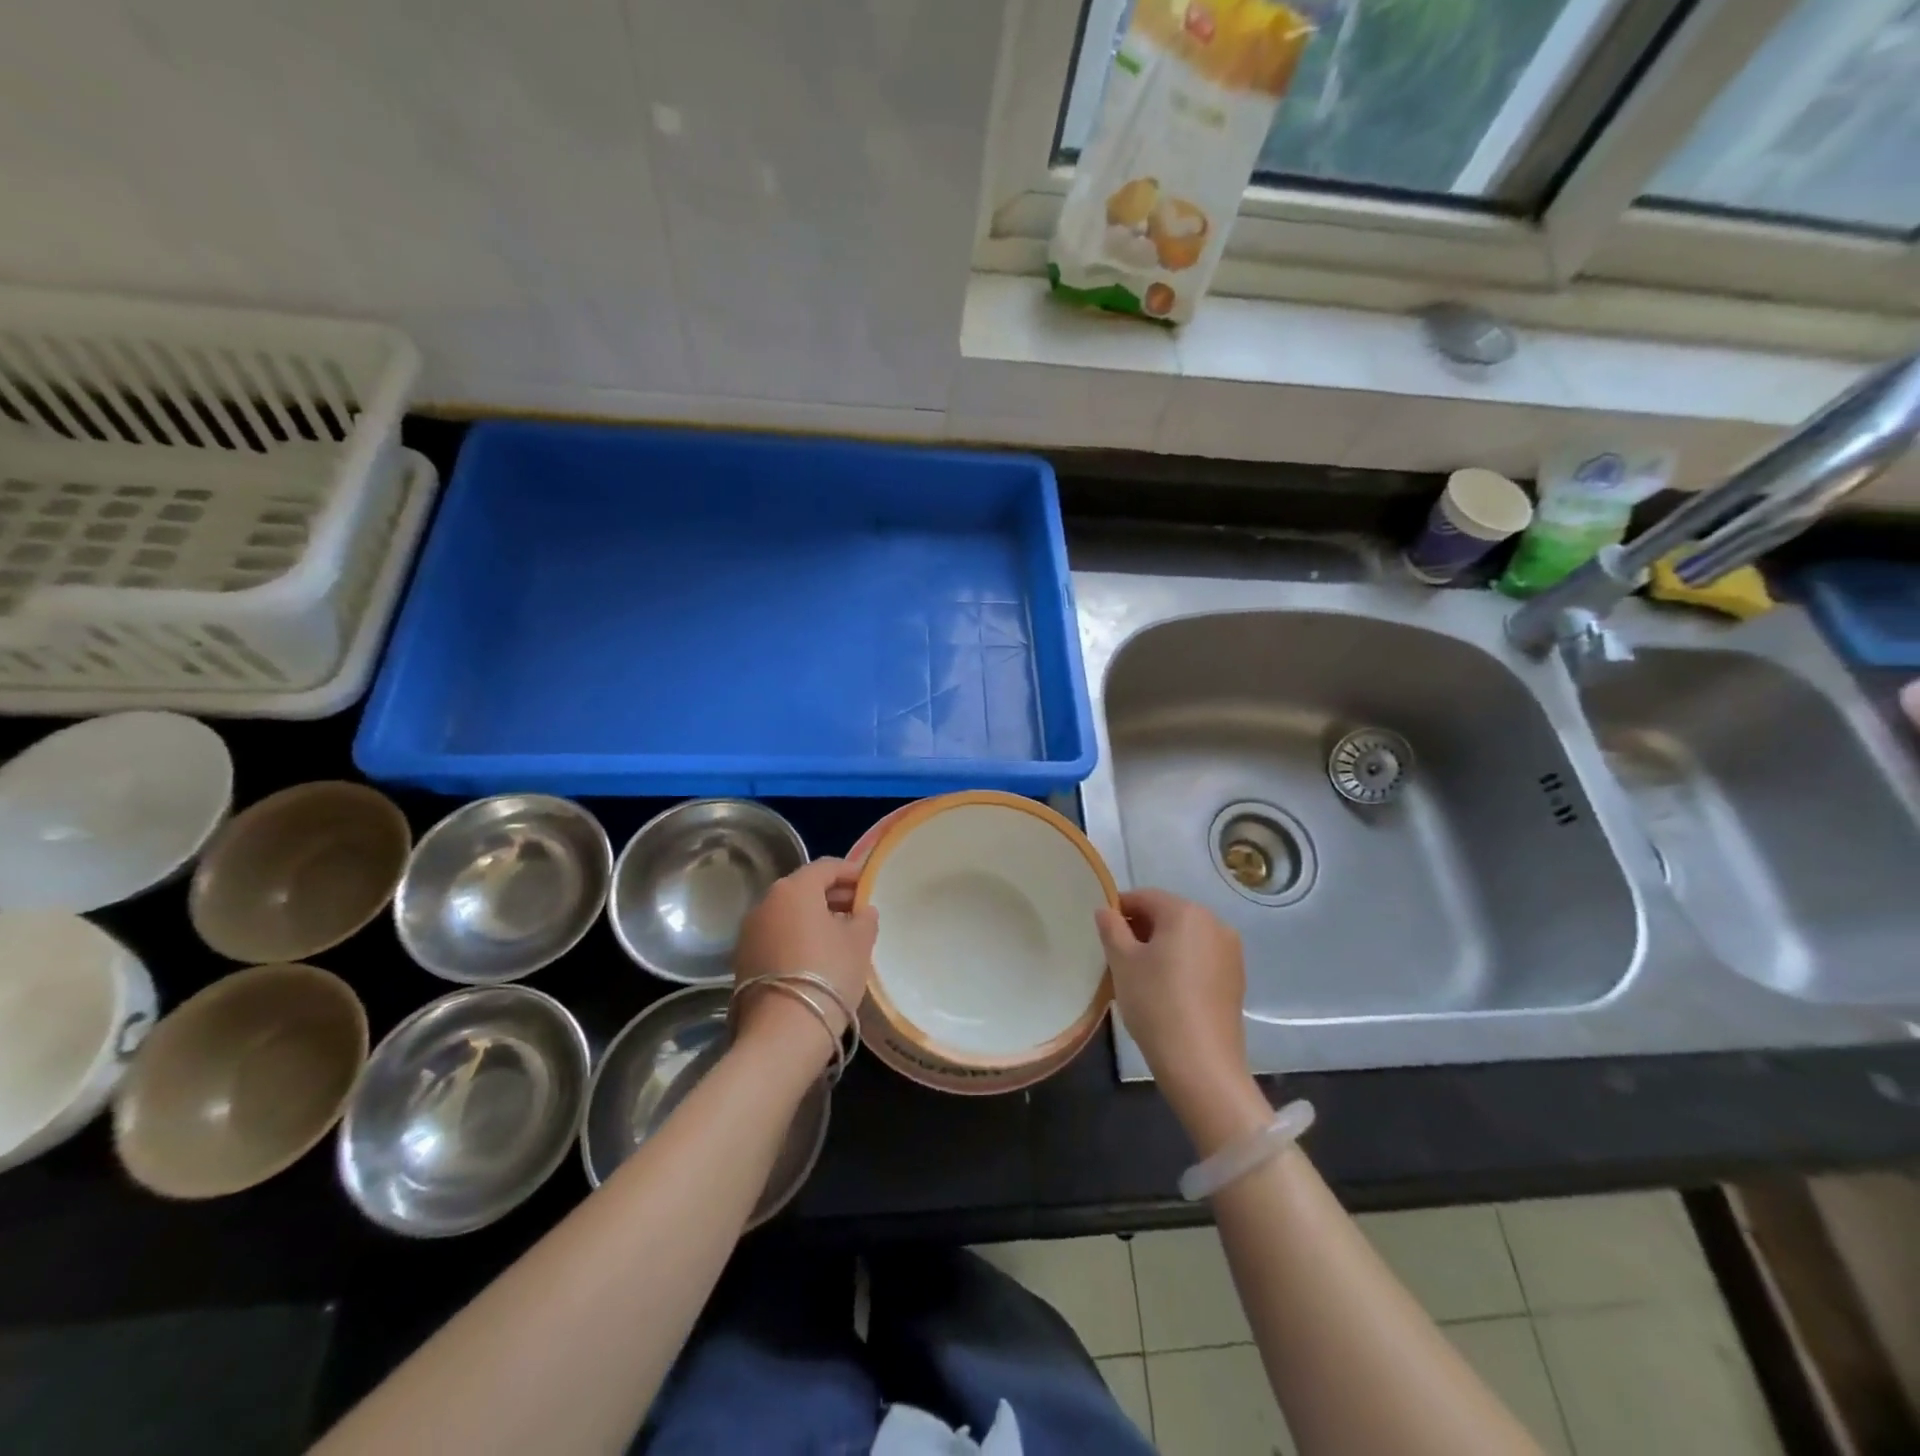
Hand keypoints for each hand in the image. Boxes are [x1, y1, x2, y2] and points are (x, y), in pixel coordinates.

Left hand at [733, 858, 876, 1061]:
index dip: (850, 872)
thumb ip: (865, 919)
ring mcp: (749, 931)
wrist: (782, 1032)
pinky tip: (815, 955)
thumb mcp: (859, 943)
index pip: (826, 867)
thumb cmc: (828, 974)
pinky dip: (795, 936)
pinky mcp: (742, 959)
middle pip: (804, 888)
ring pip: (787, 912)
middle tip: (857, 909)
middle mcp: (766, 902)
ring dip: (813, 917)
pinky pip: (775, 935)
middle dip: (832, 895)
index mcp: (795, 889)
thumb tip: (862, 910)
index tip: (868, 883)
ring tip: (839, 935)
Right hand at [1096, 889, 1266, 1150]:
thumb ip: (1111, 928)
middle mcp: (1214, 922)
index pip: (1145, 897)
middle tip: (1117, 955)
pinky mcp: (1236, 977)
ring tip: (1140, 974)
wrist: (1201, 1063)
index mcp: (1186, 912)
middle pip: (1168, 914)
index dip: (1119, 908)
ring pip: (1185, 936)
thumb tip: (1105, 910)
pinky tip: (1166, 989)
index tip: (1102, 931)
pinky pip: (1200, 956)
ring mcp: (1230, 951)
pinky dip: (1181, 962)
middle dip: (1140, 928)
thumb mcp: (1122, 962)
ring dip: (1161, 945)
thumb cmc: (1155, 1003)